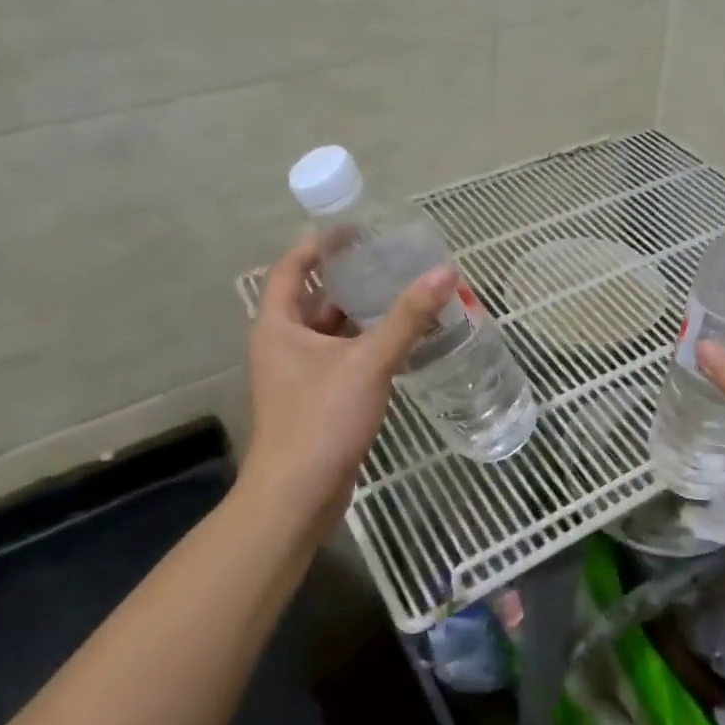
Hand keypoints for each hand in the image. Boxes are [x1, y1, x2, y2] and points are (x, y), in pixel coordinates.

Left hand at [239, 237, 456, 545]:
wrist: (298, 496)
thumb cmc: (322, 419)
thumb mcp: (369, 362)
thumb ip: (408, 317)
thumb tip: (446, 272)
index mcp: (279, 326)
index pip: (293, 268)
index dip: (320, 243)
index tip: (355, 228)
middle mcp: (283, 344)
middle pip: (316, 297)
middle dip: (351, 277)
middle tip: (392, 259)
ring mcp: (299, 374)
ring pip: (333, 330)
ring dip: (364, 312)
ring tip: (405, 292)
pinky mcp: (317, 398)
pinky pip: (343, 357)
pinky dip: (368, 343)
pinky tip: (402, 340)